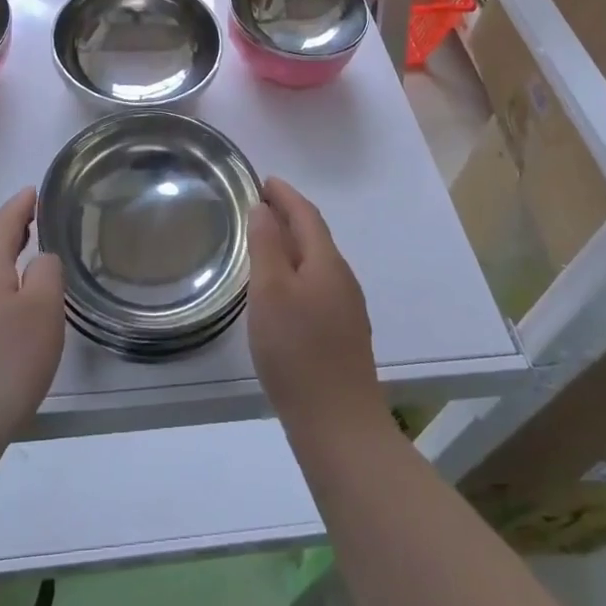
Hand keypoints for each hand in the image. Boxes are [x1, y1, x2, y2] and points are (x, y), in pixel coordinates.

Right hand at [248, 178, 387, 440]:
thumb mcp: (271, 291)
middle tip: (258, 206)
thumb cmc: (297, 351)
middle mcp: (342, 279)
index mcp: (327, 262)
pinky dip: (297, 272)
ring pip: (316, 263)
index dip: (285, 195)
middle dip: (289, 216)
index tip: (263, 180)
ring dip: (293, 245)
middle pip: (315, 236)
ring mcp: (347, 309)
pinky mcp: (343, 335)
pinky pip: (317, 286)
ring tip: (265, 243)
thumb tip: (264, 209)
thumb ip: (267, 245)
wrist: (338, 425)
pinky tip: (281, 291)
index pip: (306, 214)